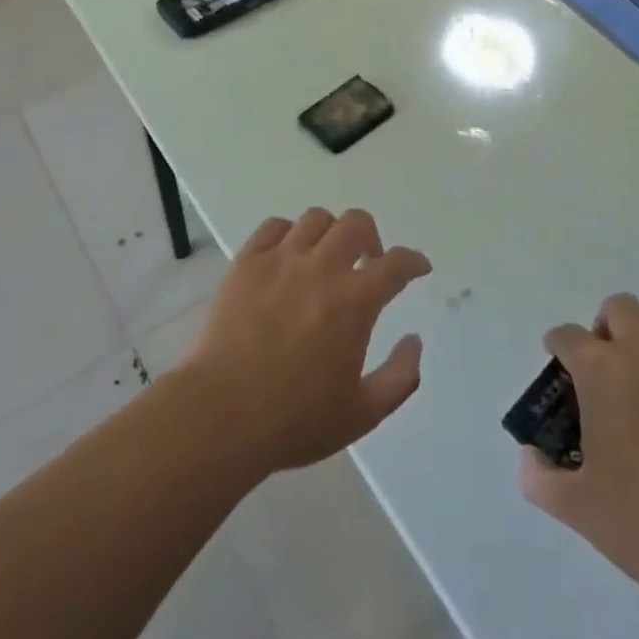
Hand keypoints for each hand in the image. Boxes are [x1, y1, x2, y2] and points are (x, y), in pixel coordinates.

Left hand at [180, 208, 431, 476]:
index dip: (414, 261)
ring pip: (316, 219)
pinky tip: (288, 255)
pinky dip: (288, 233)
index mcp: (354, 302)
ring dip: (331, 233)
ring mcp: (280, 261)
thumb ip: (400, 377)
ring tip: (326, 257)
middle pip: (356, 223)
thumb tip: (414, 341)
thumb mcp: (362, 413)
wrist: (221, 415)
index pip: (396, 264)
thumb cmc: (295, 420)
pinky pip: (273, 226)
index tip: (418, 268)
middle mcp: (321, 268)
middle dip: (371, 238)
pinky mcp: (246, 263)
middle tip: (368, 262)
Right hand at [518, 294, 638, 609]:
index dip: (557, 347)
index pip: (569, 336)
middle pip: (620, 309)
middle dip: (604, 328)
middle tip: (599, 371)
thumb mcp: (581, 511)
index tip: (556, 367)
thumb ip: (541, 480)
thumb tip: (531, 459)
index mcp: (604, 372)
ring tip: (636, 387)